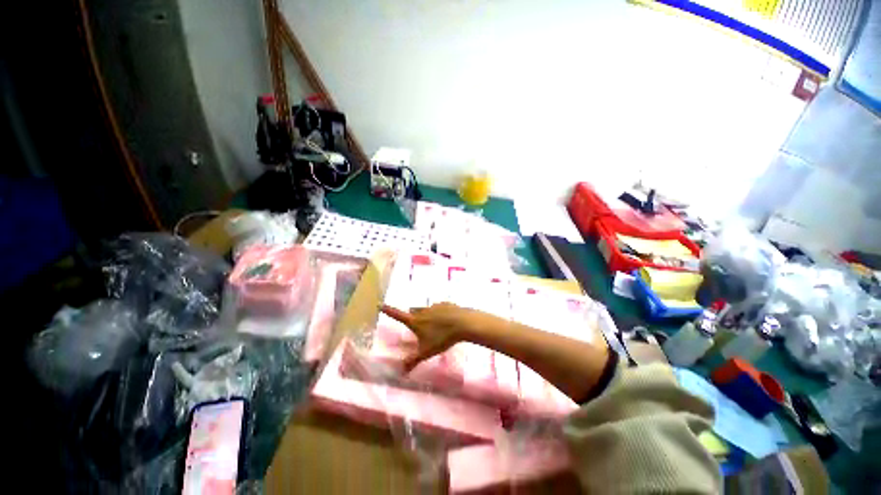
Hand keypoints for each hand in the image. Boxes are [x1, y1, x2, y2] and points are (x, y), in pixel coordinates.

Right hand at [381, 302, 485, 370]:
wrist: (462, 323)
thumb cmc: (442, 338)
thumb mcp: (426, 352)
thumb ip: (413, 360)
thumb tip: (400, 372)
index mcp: (415, 321)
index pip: (398, 315)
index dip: (388, 310)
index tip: (380, 304)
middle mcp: (423, 311)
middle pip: (413, 311)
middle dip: (411, 315)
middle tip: (415, 324)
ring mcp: (434, 306)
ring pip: (426, 309)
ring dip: (426, 315)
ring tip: (434, 325)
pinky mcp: (445, 304)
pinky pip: (439, 307)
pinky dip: (439, 313)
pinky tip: (446, 320)